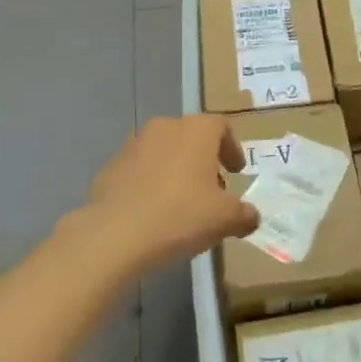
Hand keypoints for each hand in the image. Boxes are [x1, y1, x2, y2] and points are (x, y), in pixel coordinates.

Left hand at [80, 115, 258, 268]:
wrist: (115, 234)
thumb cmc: (181, 215)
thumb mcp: (225, 219)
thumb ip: (244, 214)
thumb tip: (251, 217)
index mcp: (196, 130)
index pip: (221, 127)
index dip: (232, 148)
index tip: (236, 172)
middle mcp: (164, 128)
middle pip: (191, 137)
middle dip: (203, 161)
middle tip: (211, 190)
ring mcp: (132, 145)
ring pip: (163, 152)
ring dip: (175, 170)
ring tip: (181, 202)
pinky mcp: (109, 167)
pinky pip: (138, 170)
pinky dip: (149, 184)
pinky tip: (152, 212)